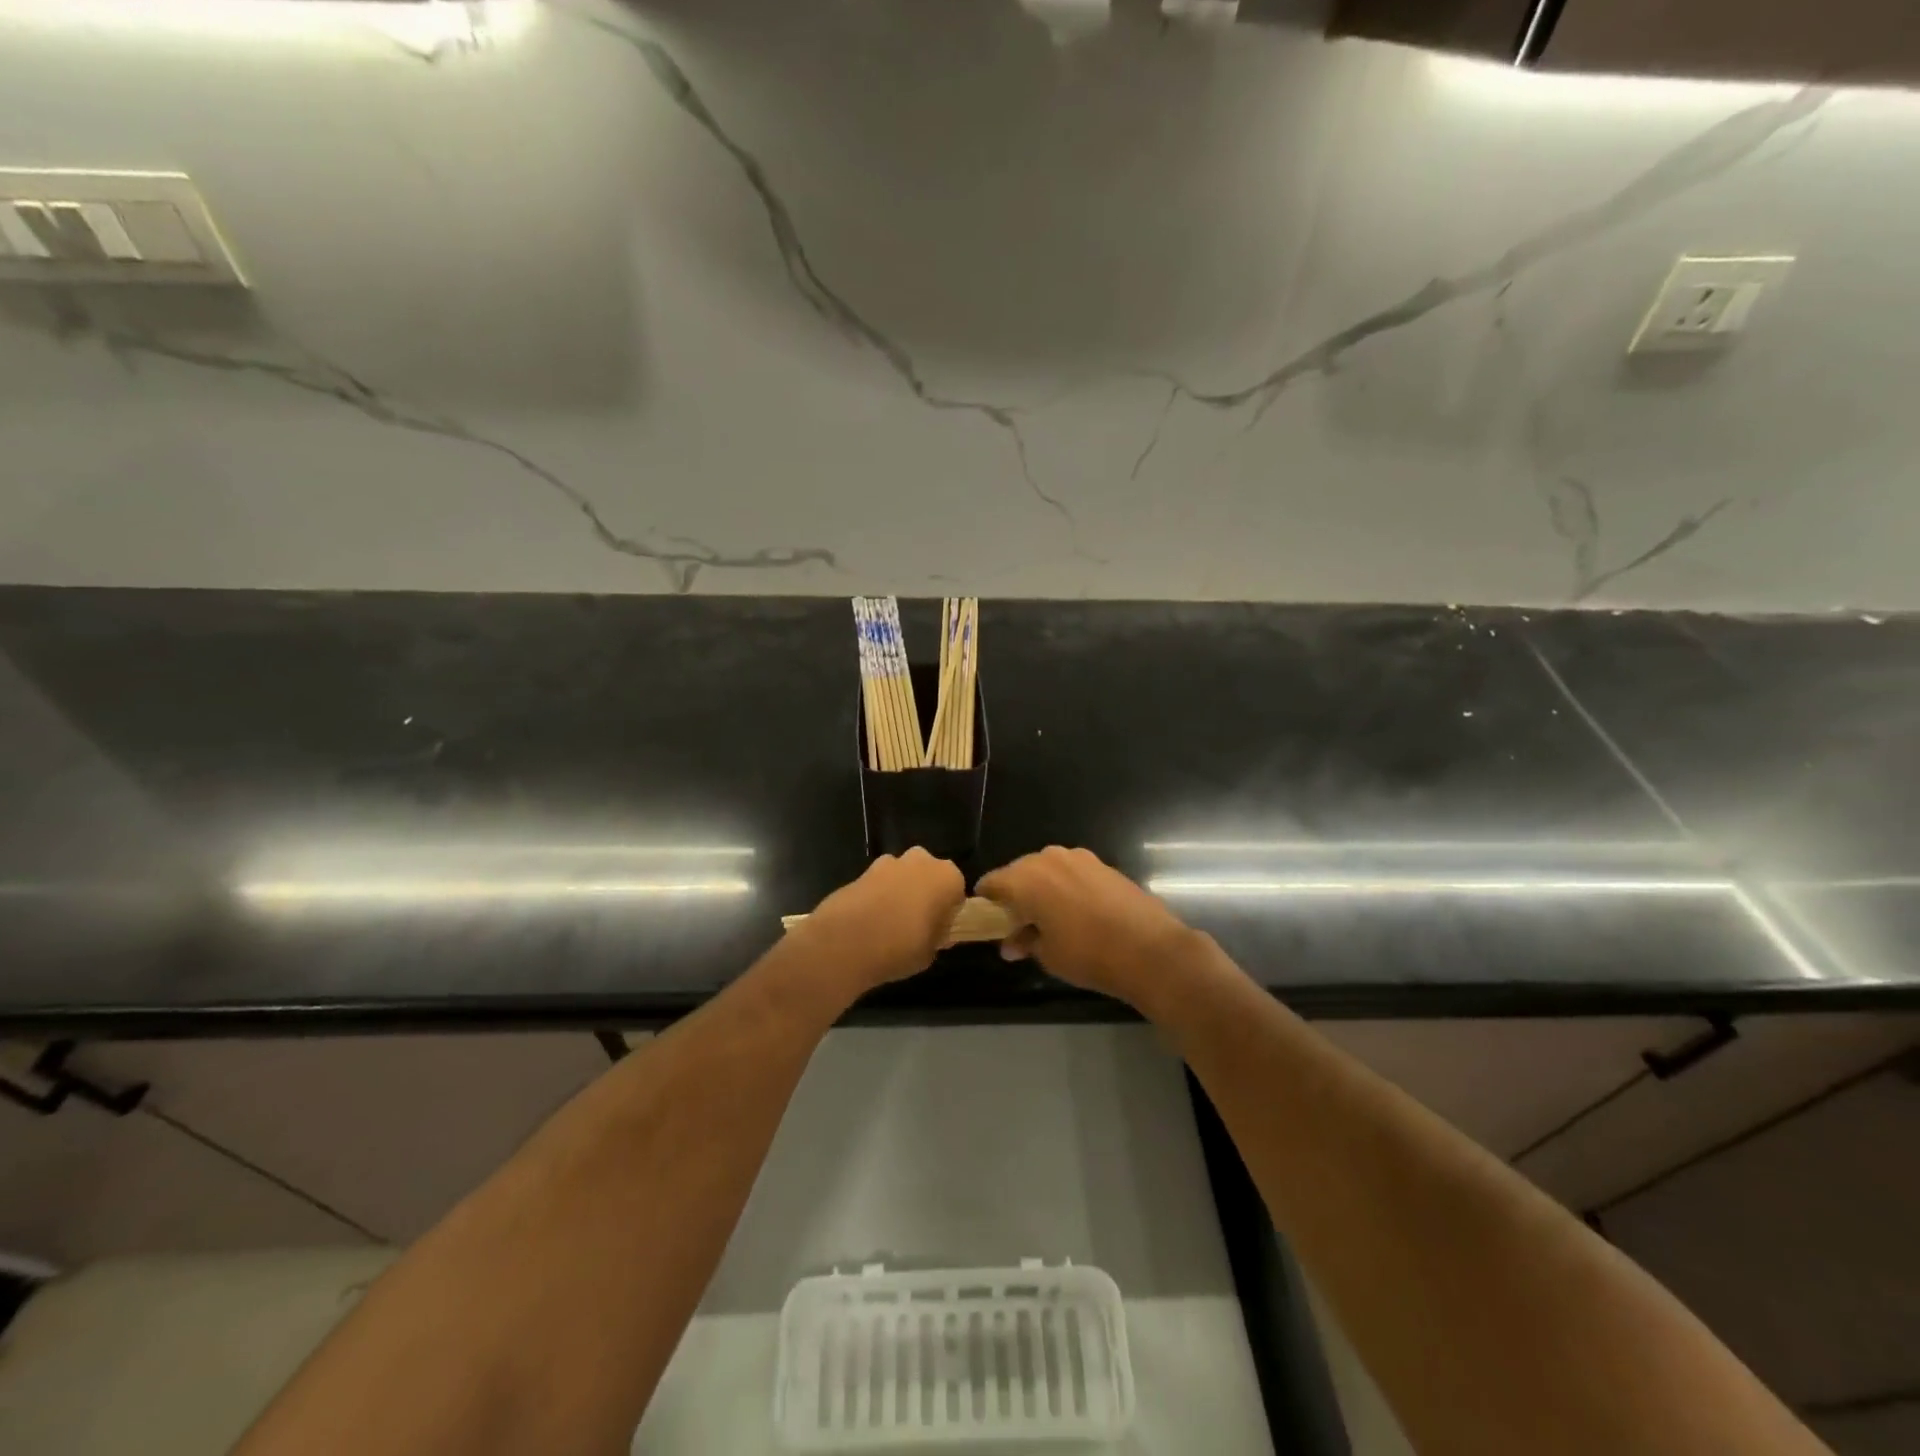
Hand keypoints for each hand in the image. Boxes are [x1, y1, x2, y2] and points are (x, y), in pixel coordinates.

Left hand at [794, 849, 965, 995]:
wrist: (846, 942)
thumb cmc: (901, 947)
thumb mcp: (931, 952)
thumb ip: (938, 935)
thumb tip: (936, 931)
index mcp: (947, 877)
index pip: (957, 891)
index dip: (948, 910)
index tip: (939, 929)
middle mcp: (921, 861)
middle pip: (929, 875)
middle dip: (924, 893)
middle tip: (917, 923)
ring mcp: (889, 862)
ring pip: (902, 875)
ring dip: (899, 891)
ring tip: (889, 923)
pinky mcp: (863, 870)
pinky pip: (879, 883)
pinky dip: (877, 895)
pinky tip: (869, 921)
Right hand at [977, 846, 1194, 1007]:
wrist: (1149, 948)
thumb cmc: (1088, 954)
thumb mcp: (1047, 955)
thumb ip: (1024, 942)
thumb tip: (1011, 943)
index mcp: (1025, 878)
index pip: (991, 883)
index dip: (986, 903)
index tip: (989, 922)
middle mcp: (1047, 858)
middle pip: (1018, 872)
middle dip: (1015, 895)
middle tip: (1019, 925)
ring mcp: (1078, 857)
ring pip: (1046, 870)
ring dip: (1041, 889)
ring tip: (1050, 918)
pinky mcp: (1101, 863)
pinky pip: (1070, 871)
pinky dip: (1065, 887)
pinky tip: (1077, 911)